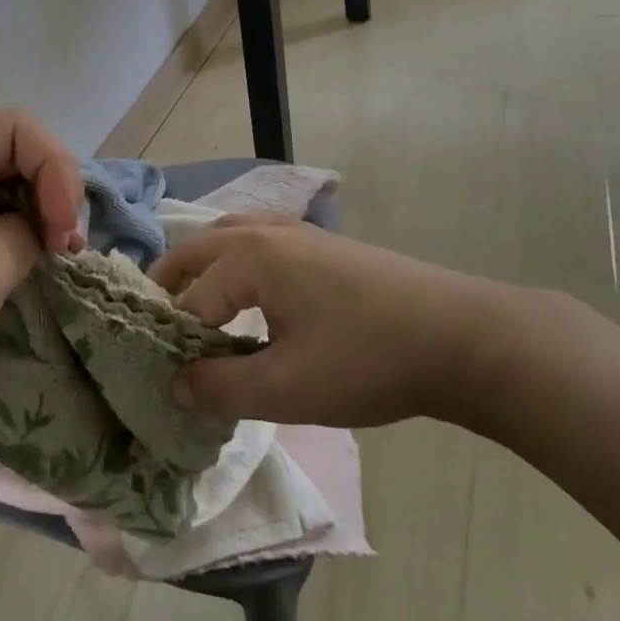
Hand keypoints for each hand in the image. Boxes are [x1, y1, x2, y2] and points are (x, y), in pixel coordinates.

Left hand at [0, 110, 83, 449]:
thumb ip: (23, 234)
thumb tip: (46, 227)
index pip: (15, 130)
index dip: (55, 167)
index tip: (65, 231)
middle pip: (13, 155)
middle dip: (52, 193)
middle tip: (69, 250)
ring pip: (7, 190)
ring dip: (41, 217)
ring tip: (58, 260)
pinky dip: (22, 239)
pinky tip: (35, 267)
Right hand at [153, 218, 522, 427]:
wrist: (460, 337)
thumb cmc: (366, 360)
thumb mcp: (287, 388)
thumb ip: (222, 388)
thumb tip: (177, 385)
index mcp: (248, 258)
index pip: (190, 301)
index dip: (174, 343)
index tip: (168, 380)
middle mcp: (264, 232)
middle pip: (196, 249)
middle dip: (170, 284)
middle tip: (158, 328)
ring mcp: (298, 232)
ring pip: (229, 238)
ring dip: (204, 268)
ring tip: (199, 308)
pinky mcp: (323, 244)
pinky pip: (259, 241)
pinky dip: (236, 262)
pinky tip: (254, 296)